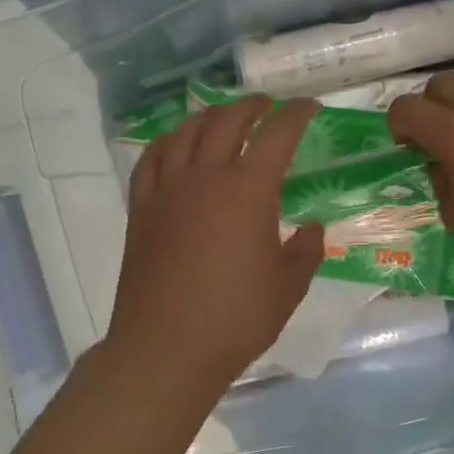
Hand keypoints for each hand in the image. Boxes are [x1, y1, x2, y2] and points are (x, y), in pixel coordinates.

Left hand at [107, 96, 325, 393]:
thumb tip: (311, 227)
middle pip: (227, 120)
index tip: (309, 108)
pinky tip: (176, 144)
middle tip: (268, 107)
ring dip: (210, 116)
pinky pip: (152, 159)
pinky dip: (169, 141)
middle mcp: (206, 177)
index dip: (296, 114)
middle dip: (252, 106)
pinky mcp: (141, 208)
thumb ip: (307, 249)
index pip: (277, 134)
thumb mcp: (289, 286)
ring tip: (224, 118)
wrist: (166, 347)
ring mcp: (168, 190)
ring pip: (187, 132)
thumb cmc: (236, 318)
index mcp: (248, 190)